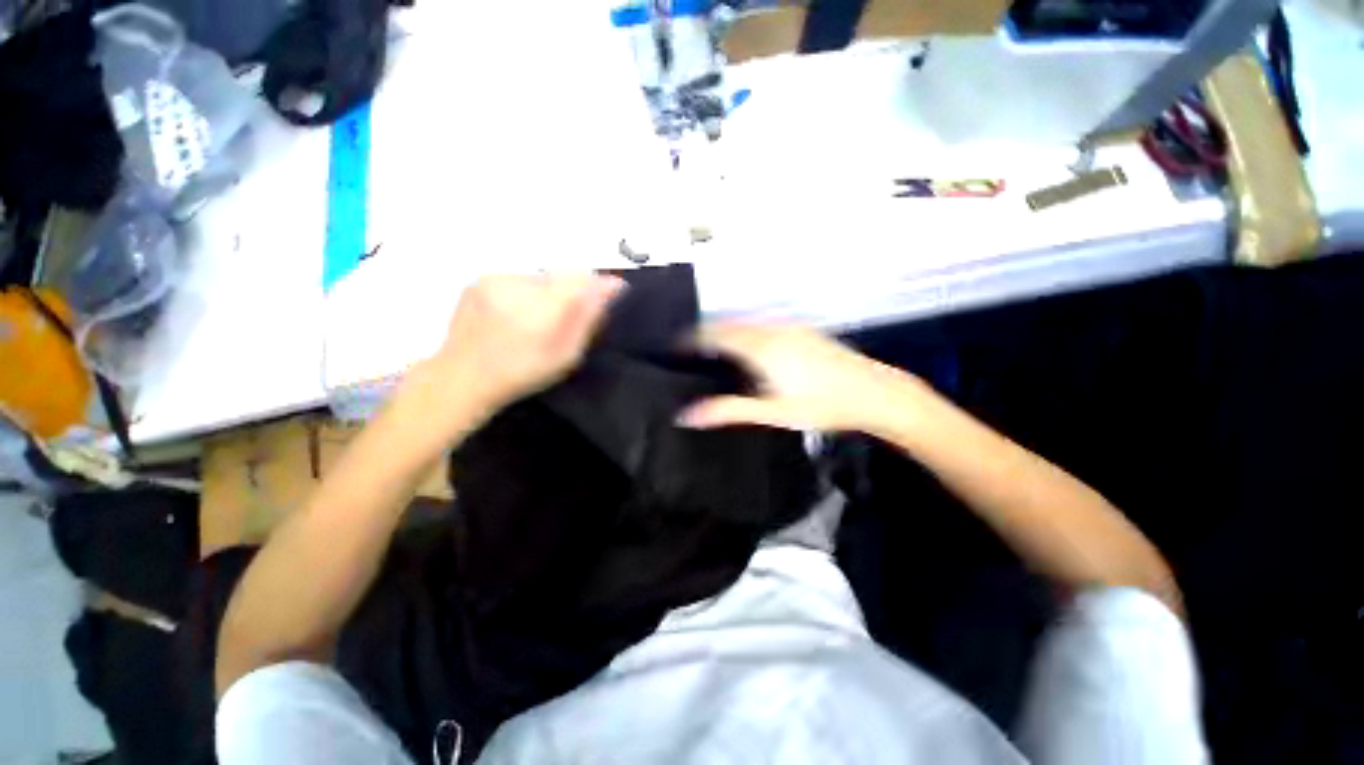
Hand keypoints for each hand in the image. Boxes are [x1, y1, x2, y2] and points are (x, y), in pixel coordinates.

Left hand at [407, 274, 624, 423]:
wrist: (461, 378)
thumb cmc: (521, 374)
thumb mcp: (566, 356)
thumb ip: (587, 319)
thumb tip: (611, 288)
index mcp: (541, 309)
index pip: (580, 278)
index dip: (599, 284)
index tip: (612, 294)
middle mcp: (518, 286)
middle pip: (561, 275)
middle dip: (571, 291)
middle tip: (566, 318)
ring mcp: (494, 280)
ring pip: (539, 276)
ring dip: (548, 292)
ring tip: (536, 319)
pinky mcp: (479, 280)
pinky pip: (518, 279)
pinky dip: (526, 292)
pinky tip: (514, 315)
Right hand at [678, 322, 923, 433]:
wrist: (876, 393)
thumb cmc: (821, 406)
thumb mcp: (771, 412)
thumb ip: (728, 410)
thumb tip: (687, 415)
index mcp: (761, 347)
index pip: (716, 334)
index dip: (693, 338)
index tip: (676, 347)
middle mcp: (773, 330)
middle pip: (731, 325)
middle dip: (709, 334)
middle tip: (692, 353)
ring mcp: (791, 328)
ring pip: (749, 324)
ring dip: (729, 333)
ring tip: (716, 353)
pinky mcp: (805, 332)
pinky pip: (765, 327)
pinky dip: (748, 334)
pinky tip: (751, 353)